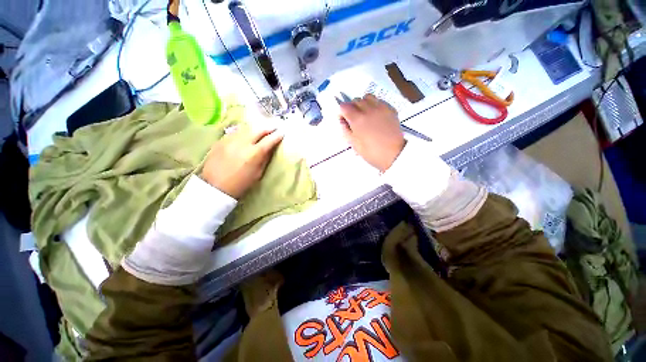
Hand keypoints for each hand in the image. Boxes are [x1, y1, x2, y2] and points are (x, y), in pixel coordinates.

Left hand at [201, 127, 283, 198]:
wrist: (215, 187)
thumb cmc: (240, 184)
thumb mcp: (258, 173)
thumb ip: (265, 158)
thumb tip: (270, 148)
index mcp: (254, 154)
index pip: (269, 140)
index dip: (277, 135)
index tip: (282, 132)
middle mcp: (242, 143)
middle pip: (258, 129)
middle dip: (268, 127)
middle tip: (274, 127)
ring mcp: (230, 140)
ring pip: (246, 128)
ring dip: (256, 128)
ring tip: (261, 129)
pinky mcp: (220, 140)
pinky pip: (235, 132)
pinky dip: (244, 131)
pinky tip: (246, 134)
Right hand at [339, 94, 405, 171]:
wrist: (395, 154)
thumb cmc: (372, 152)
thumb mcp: (355, 145)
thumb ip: (346, 131)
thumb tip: (342, 121)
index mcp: (357, 119)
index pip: (344, 106)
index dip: (342, 113)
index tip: (344, 121)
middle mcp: (368, 109)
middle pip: (355, 100)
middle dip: (352, 108)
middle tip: (354, 119)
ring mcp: (380, 108)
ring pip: (368, 97)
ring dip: (363, 103)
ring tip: (365, 114)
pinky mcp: (390, 109)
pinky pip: (379, 101)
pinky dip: (374, 105)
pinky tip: (375, 115)